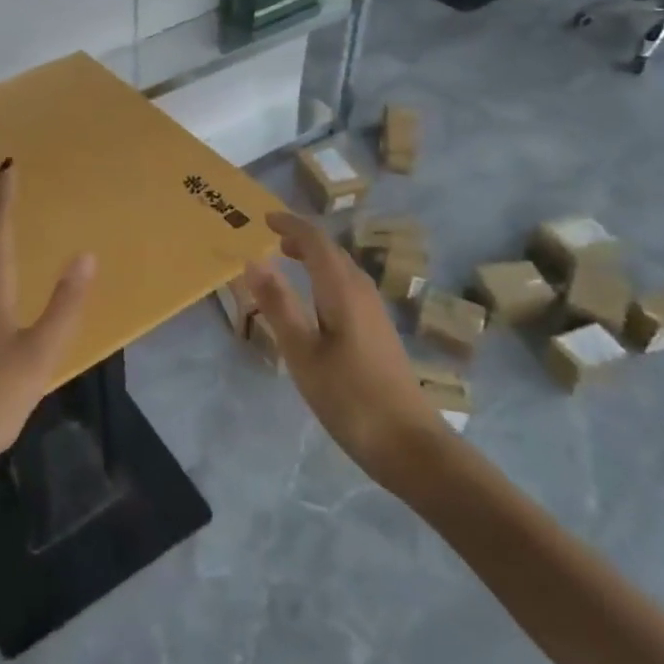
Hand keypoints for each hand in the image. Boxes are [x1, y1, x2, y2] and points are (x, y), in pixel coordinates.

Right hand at [232, 211, 451, 495]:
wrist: (409, 444)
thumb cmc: (349, 396)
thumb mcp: (302, 352)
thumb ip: (278, 304)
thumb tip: (253, 260)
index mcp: (342, 289)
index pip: (316, 241)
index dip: (290, 225)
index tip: (264, 219)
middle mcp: (362, 291)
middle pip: (332, 251)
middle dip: (302, 239)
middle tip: (272, 240)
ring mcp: (375, 313)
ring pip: (342, 270)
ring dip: (315, 258)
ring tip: (288, 262)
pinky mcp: (379, 332)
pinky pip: (348, 288)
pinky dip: (325, 279)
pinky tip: (315, 303)